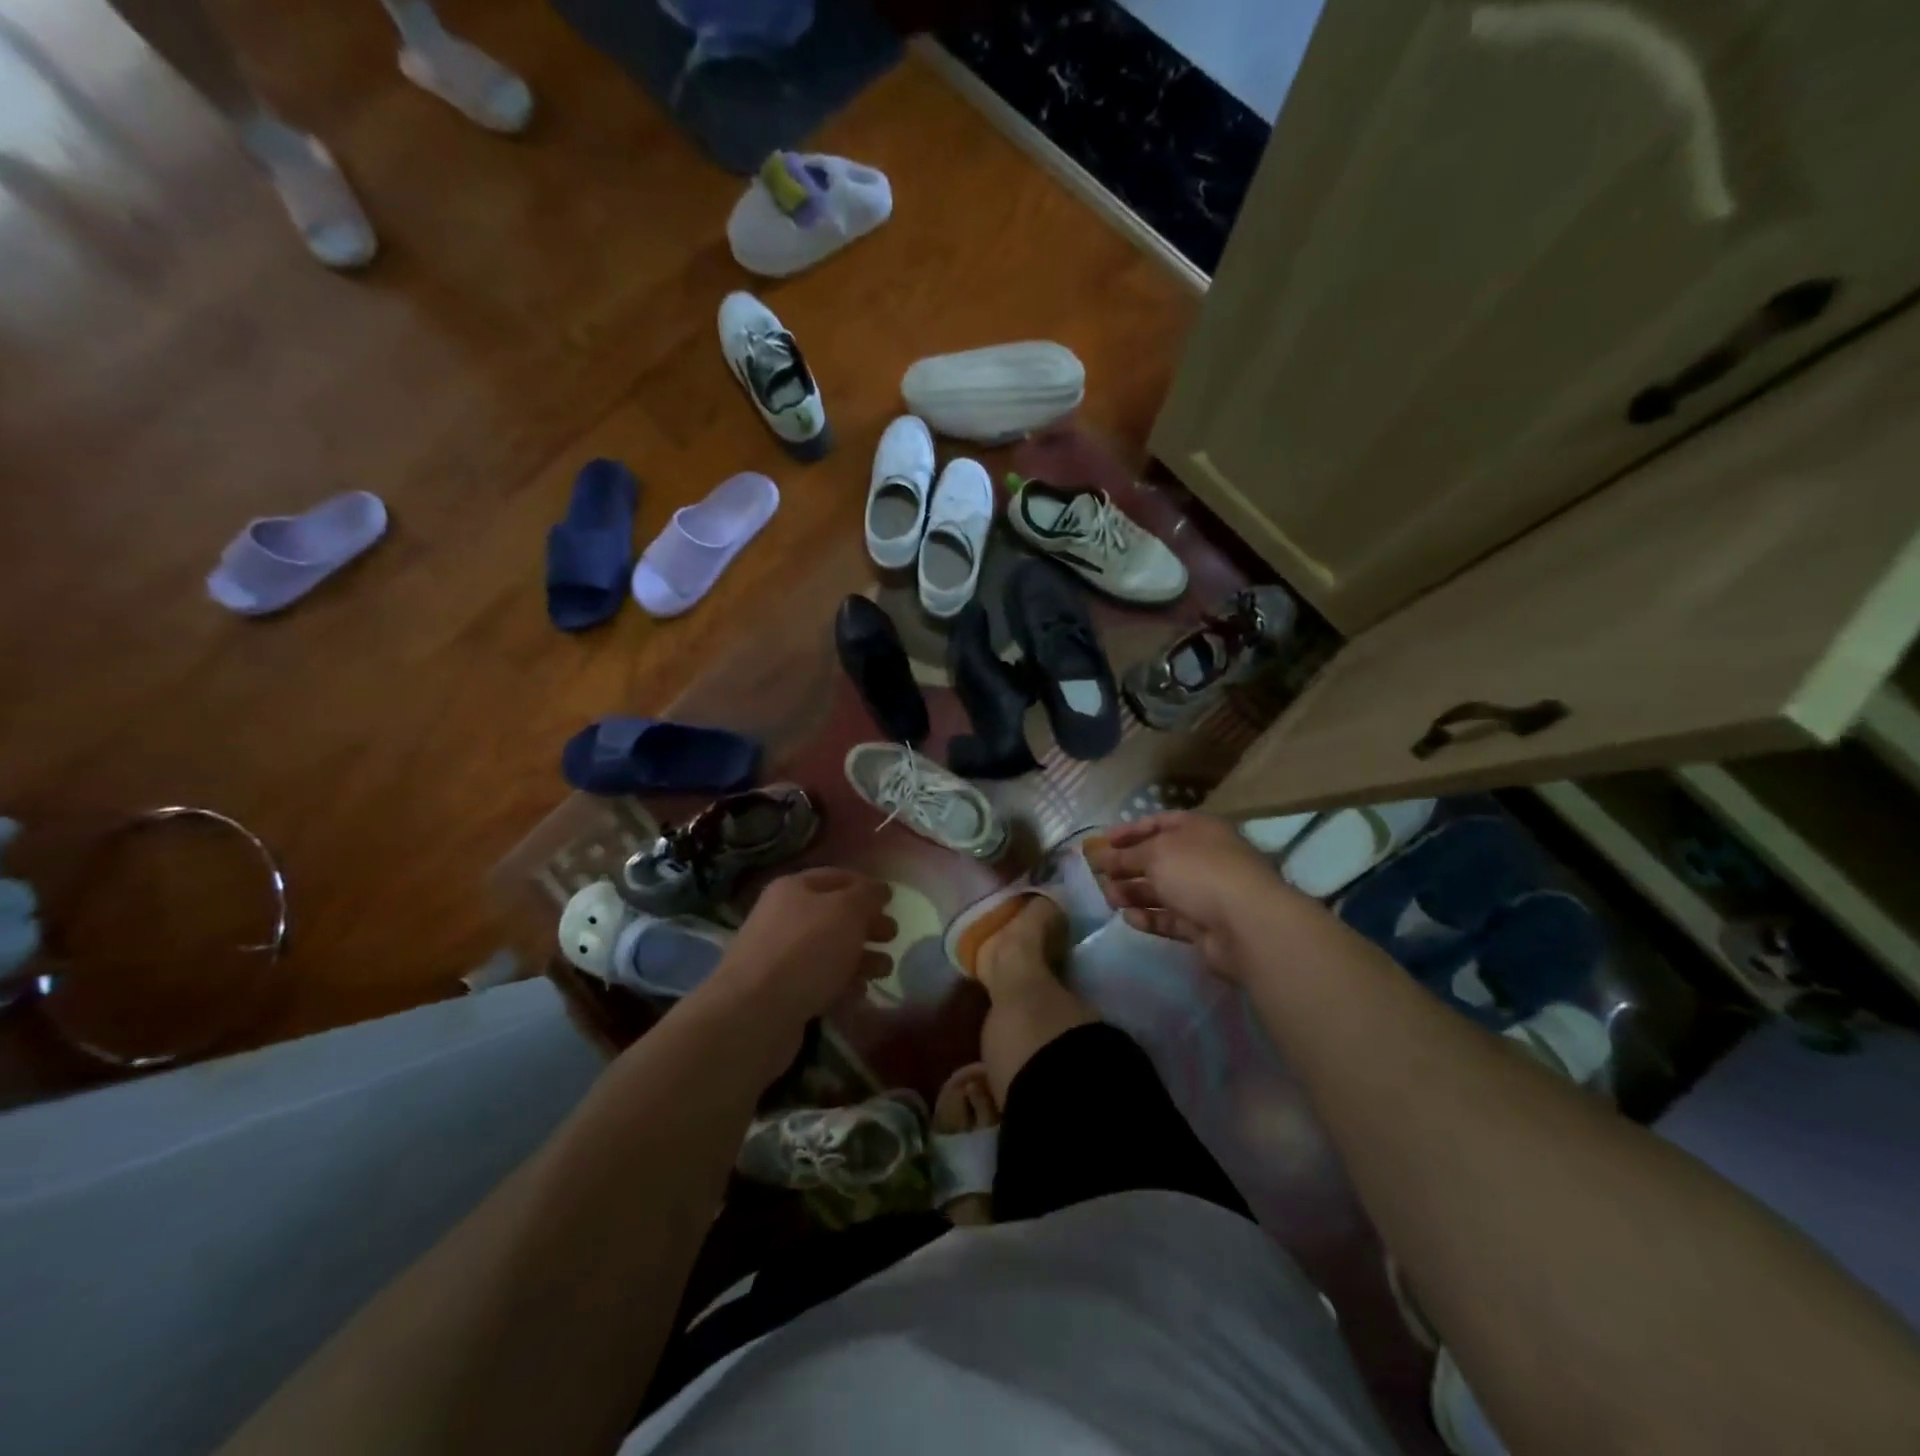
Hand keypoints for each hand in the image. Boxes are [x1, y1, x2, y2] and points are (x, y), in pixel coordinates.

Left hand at [714, 868, 895, 1024]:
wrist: (754, 1013)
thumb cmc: (806, 950)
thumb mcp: (847, 911)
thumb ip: (868, 896)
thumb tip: (880, 890)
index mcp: (794, 888)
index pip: (838, 877)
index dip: (867, 886)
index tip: (892, 901)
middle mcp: (783, 917)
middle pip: (834, 915)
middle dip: (867, 924)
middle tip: (892, 936)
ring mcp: (779, 956)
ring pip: (829, 950)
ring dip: (860, 957)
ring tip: (884, 970)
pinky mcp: (780, 992)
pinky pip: (819, 981)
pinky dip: (842, 984)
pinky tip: (859, 993)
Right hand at [1085, 812, 1290, 979]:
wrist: (1246, 925)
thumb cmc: (1199, 872)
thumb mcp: (1156, 854)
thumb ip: (1125, 855)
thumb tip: (1101, 855)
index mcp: (1197, 830)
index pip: (1158, 823)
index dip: (1129, 831)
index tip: (1102, 843)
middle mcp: (1202, 858)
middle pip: (1157, 859)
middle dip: (1126, 866)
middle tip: (1098, 876)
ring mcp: (1204, 893)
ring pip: (1161, 890)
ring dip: (1133, 893)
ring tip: (1110, 899)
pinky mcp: (1203, 925)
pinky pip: (1170, 918)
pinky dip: (1149, 918)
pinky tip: (1129, 918)